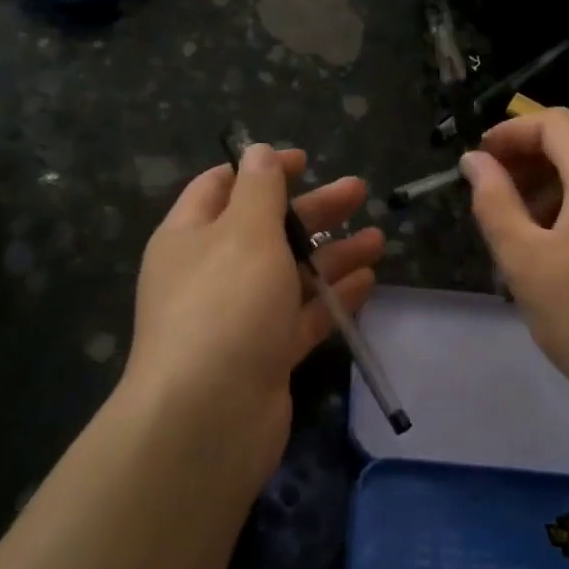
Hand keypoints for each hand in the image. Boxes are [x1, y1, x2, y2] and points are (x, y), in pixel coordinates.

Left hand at [120, 143, 382, 477]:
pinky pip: (301, 317)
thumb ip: (258, 189)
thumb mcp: (244, 232)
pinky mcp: (264, 355)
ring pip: (289, 274)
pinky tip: (367, 281)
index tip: (304, 160)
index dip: (260, 169)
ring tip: (379, 238)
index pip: (221, 187)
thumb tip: (257, 151)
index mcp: (189, 237)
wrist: (208, 418)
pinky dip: (331, 298)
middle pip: (265, 229)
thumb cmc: (225, 305)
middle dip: (312, 209)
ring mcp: (237, 318)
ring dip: (332, 253)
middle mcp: (209, 273)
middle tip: (358, 191)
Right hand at [461, 110, 568, 425]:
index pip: (553, 123)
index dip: (511, 132)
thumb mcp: (523, 258)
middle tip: (497, 182)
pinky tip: (559, 232)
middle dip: (533, 147)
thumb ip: (494, 201)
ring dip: (557, 169)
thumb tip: (474, 161)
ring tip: (522, 210)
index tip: (480, 160)